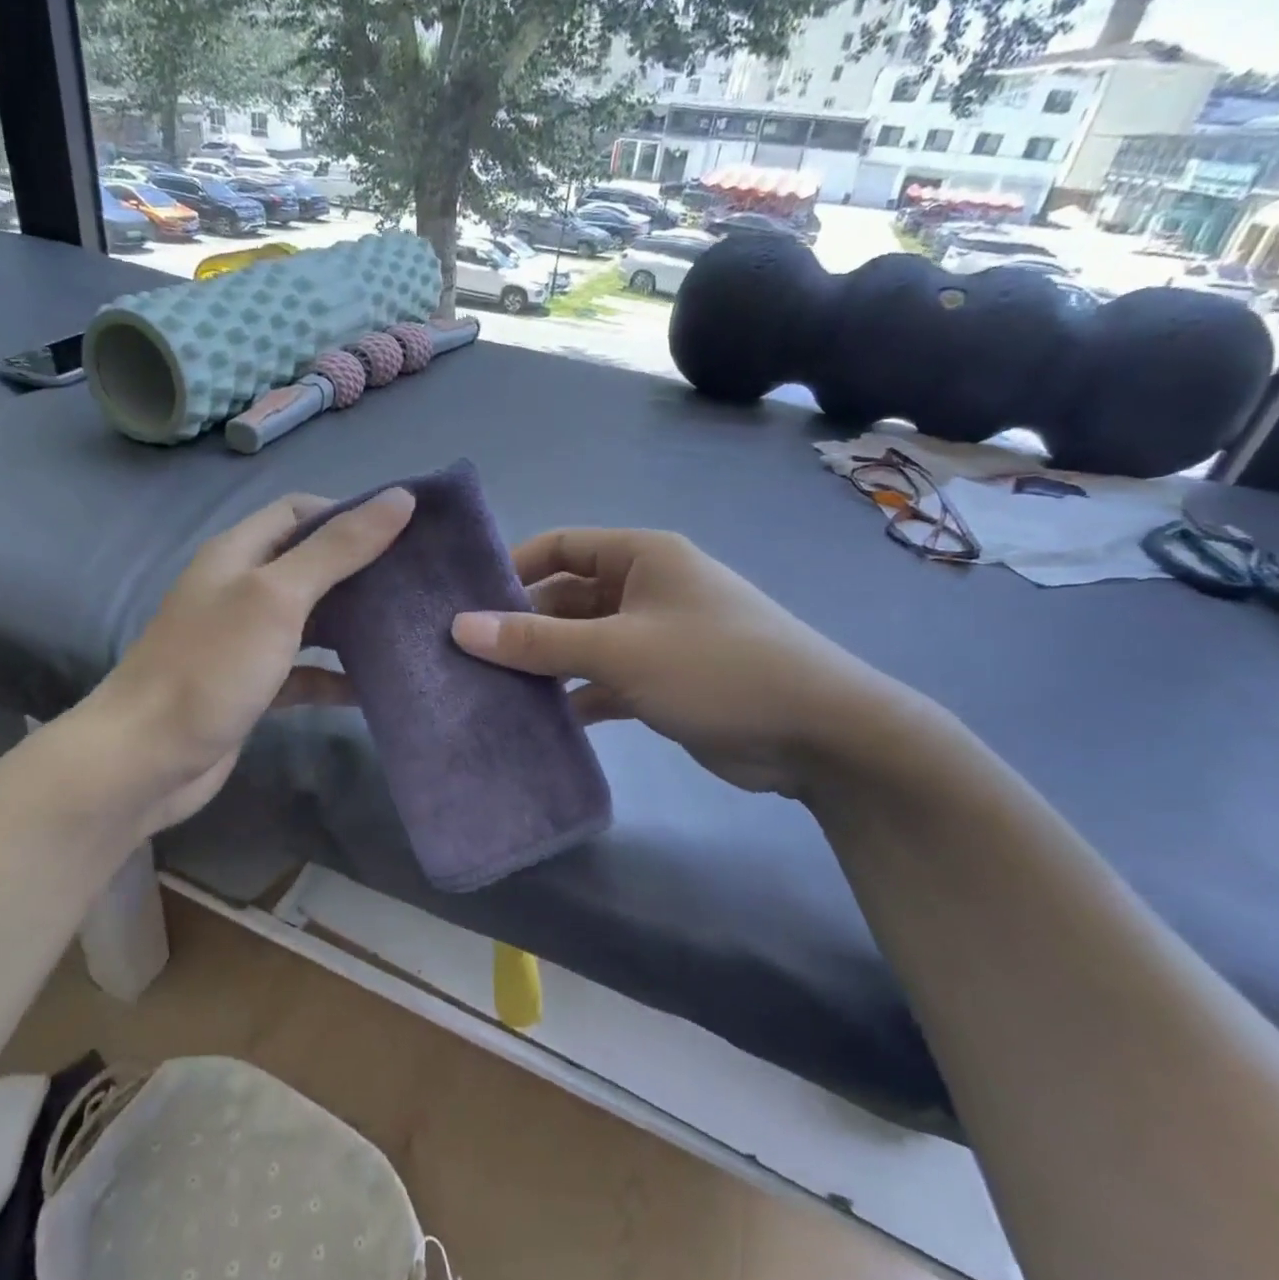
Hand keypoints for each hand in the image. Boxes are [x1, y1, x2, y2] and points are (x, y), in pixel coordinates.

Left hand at [55, 489, 413, 836]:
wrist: (146, 760)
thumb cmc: (211, 667)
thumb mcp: (276, 597)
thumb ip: (337, 549)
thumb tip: (399, 498)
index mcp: (239, 553)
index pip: (299, 512)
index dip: (348, 513)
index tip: (402, 531)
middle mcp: (240, 590)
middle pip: (310, 565)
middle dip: (360, 570)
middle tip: (415, 581)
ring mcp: (245, 641)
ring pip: (311, 620)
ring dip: (352, 623)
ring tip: (408, 627)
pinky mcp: (253, 687)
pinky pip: (304, 672)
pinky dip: (334, 676)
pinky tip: (373, 687)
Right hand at [450, 529, 915, 797]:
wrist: (817, 733)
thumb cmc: (716, 667)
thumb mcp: (619, 650)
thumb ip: (538, 642)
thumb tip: (460, 627)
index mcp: (642, 557)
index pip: (561, 546)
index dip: (514, 568)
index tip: (468, 602)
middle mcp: (646, 589)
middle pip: (567, 598)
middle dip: (523, 626)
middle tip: (469, 657)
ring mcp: (656, 637)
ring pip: (583, 643)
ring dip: (546, 665)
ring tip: (490, 691)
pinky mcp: (663, 682)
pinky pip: (604, 680)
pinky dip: (576, 697)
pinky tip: (539, 720)